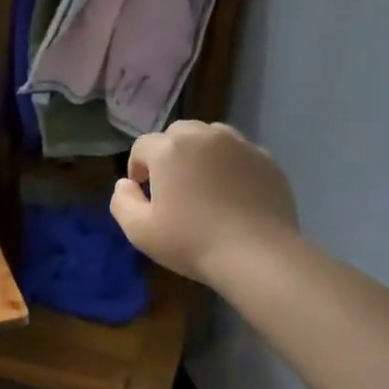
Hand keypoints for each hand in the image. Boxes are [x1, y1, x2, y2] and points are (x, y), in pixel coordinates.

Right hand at [110, 121, 299, 285]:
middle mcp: (204, 136)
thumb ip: (122, 201)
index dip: (137, 167)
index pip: (142, 146)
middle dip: (168, 154)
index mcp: (169, 150)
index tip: (143, 192)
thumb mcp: (139, 231)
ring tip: (202, 184)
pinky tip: (232, 194)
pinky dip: (229, 165)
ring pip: (210, 136)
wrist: (257, 254)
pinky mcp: (267, 159)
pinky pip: (239, 153)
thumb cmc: (191, 242)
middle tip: (172, 186)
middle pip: (177, 133)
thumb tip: (125, 184)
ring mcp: (240, 145)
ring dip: (199, 153)